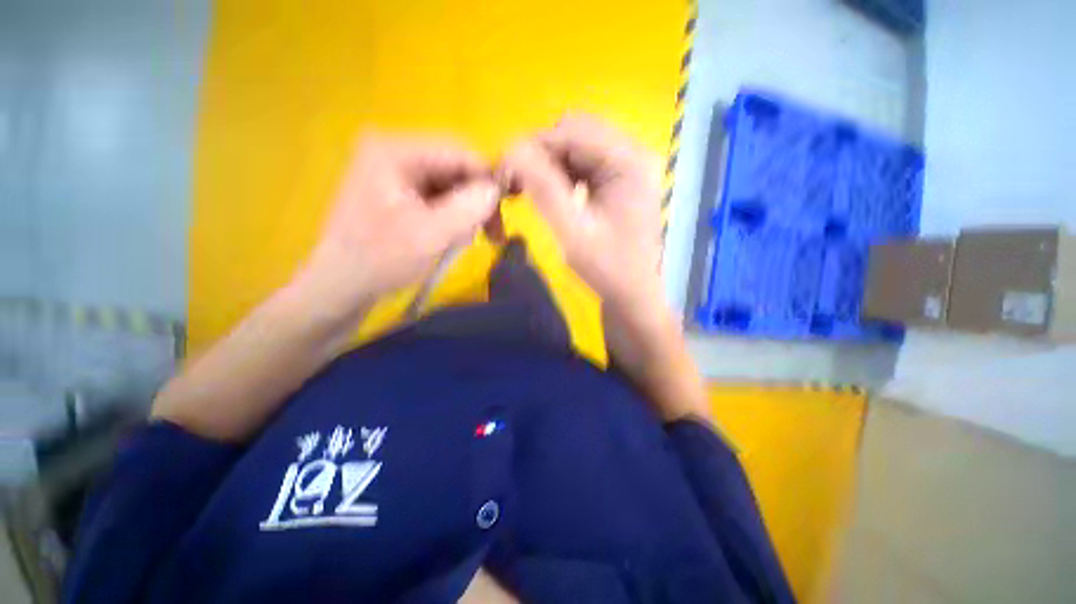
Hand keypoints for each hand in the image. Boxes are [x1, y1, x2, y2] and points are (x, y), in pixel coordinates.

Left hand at [298, 134, 500, 315]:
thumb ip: (466, 209)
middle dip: (476, 201)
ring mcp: (396, 171)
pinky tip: (451, 237)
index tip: (505, 211)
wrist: (344, 285)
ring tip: (464, 241)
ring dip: (466, 213)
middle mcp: (395, 152)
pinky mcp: (399, 190)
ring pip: (452, 185)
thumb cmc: (382, 259)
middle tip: (491, 235)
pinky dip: (453, 218)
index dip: (487, 178)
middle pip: (456, 168)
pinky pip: (440, 197)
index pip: (458, 151)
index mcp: (395, 151)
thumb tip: (497, 189)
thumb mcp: (429, 236)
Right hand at [501, 115, 664, 316]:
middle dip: (542, 155)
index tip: (505, 171)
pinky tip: (553, 195)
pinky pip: (585, 163)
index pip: (573, 132)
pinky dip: (563, 174)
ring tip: (531, 191)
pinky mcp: (621, 179)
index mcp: (630, 162)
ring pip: (578, 147)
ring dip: (550, 165)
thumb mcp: (572, 232)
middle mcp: (634, 153)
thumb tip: (511, 149)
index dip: (534, 146)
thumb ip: (543, 189)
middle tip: (518, 185)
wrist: (633, 294)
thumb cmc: (607, 269)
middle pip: (577, 133)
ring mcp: (629, 166)